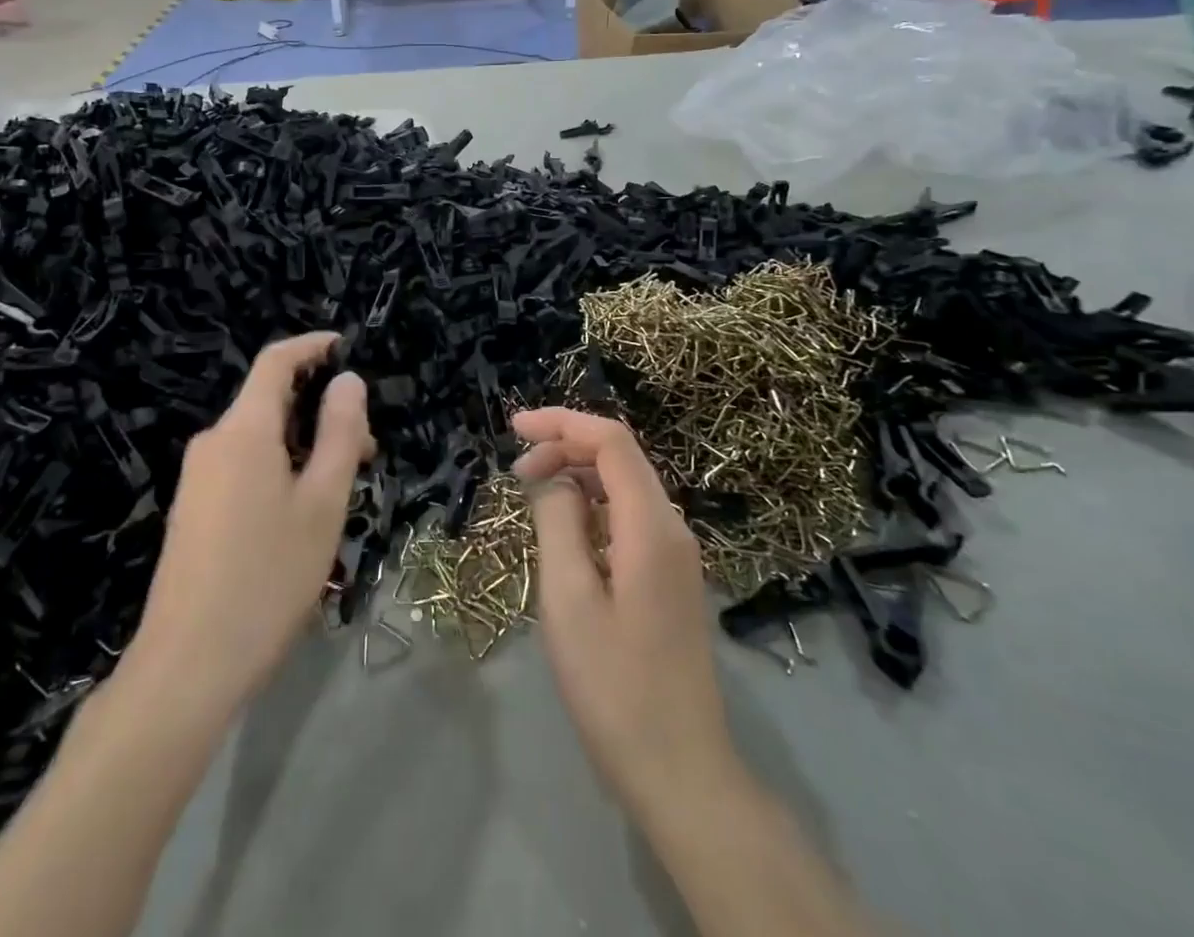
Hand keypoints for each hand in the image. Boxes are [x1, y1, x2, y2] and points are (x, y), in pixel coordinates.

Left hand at [132, 334, 372, 707]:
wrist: (188, 665)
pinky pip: (242, 466)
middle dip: (319, 410)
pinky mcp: (192, 510)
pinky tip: (300, 515)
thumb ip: (340, 434)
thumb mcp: (322, 503)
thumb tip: (348, 381)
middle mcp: (214, 442)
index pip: (276, 361)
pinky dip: (278, 468)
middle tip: (366, 450)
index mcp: (244, 429)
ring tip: (340, 490)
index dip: (312, 347)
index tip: (346, 347)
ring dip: (302, 445)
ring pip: (259, 438)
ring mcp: (197, 478)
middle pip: (270, 402)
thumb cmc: (268, 576)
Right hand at [513, 409, 741, 829]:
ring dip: (577, 476)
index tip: (514, 428)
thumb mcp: (569, 599)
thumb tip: (552, 480)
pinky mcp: (670, 578)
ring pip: (624, 486)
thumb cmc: (614, 685)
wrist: (679, 770)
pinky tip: (563, 528)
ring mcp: (676, 555)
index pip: (611, 440)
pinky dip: (592, 506)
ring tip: (531, 494)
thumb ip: (558, 522)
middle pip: (619, 457)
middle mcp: (672, 528)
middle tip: (516, 470)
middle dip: (565, 447)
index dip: (562, 422)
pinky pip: (629, 517)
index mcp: (652, 526)